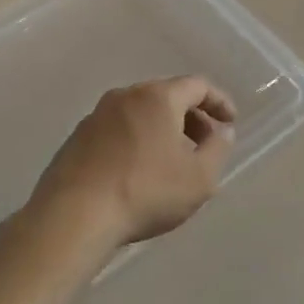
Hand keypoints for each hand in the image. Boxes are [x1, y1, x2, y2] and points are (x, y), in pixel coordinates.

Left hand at [26, 77, 236, 264]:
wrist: (73, 217)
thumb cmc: (146, 192)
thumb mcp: (199, 177)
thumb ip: (218, 148)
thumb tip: (222, 131)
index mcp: (158, 97)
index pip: (197, 85)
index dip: (219, 101)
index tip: (230, 122)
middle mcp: (125, 96)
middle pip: (167, 95)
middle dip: (192, 116)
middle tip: (204, 143)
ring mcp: (96, 116)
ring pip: (140, 112)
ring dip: (163, 129)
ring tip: (173, 161)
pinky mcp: (76, 139)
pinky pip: (118, 130)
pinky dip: (137, 140)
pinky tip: (139, 171)